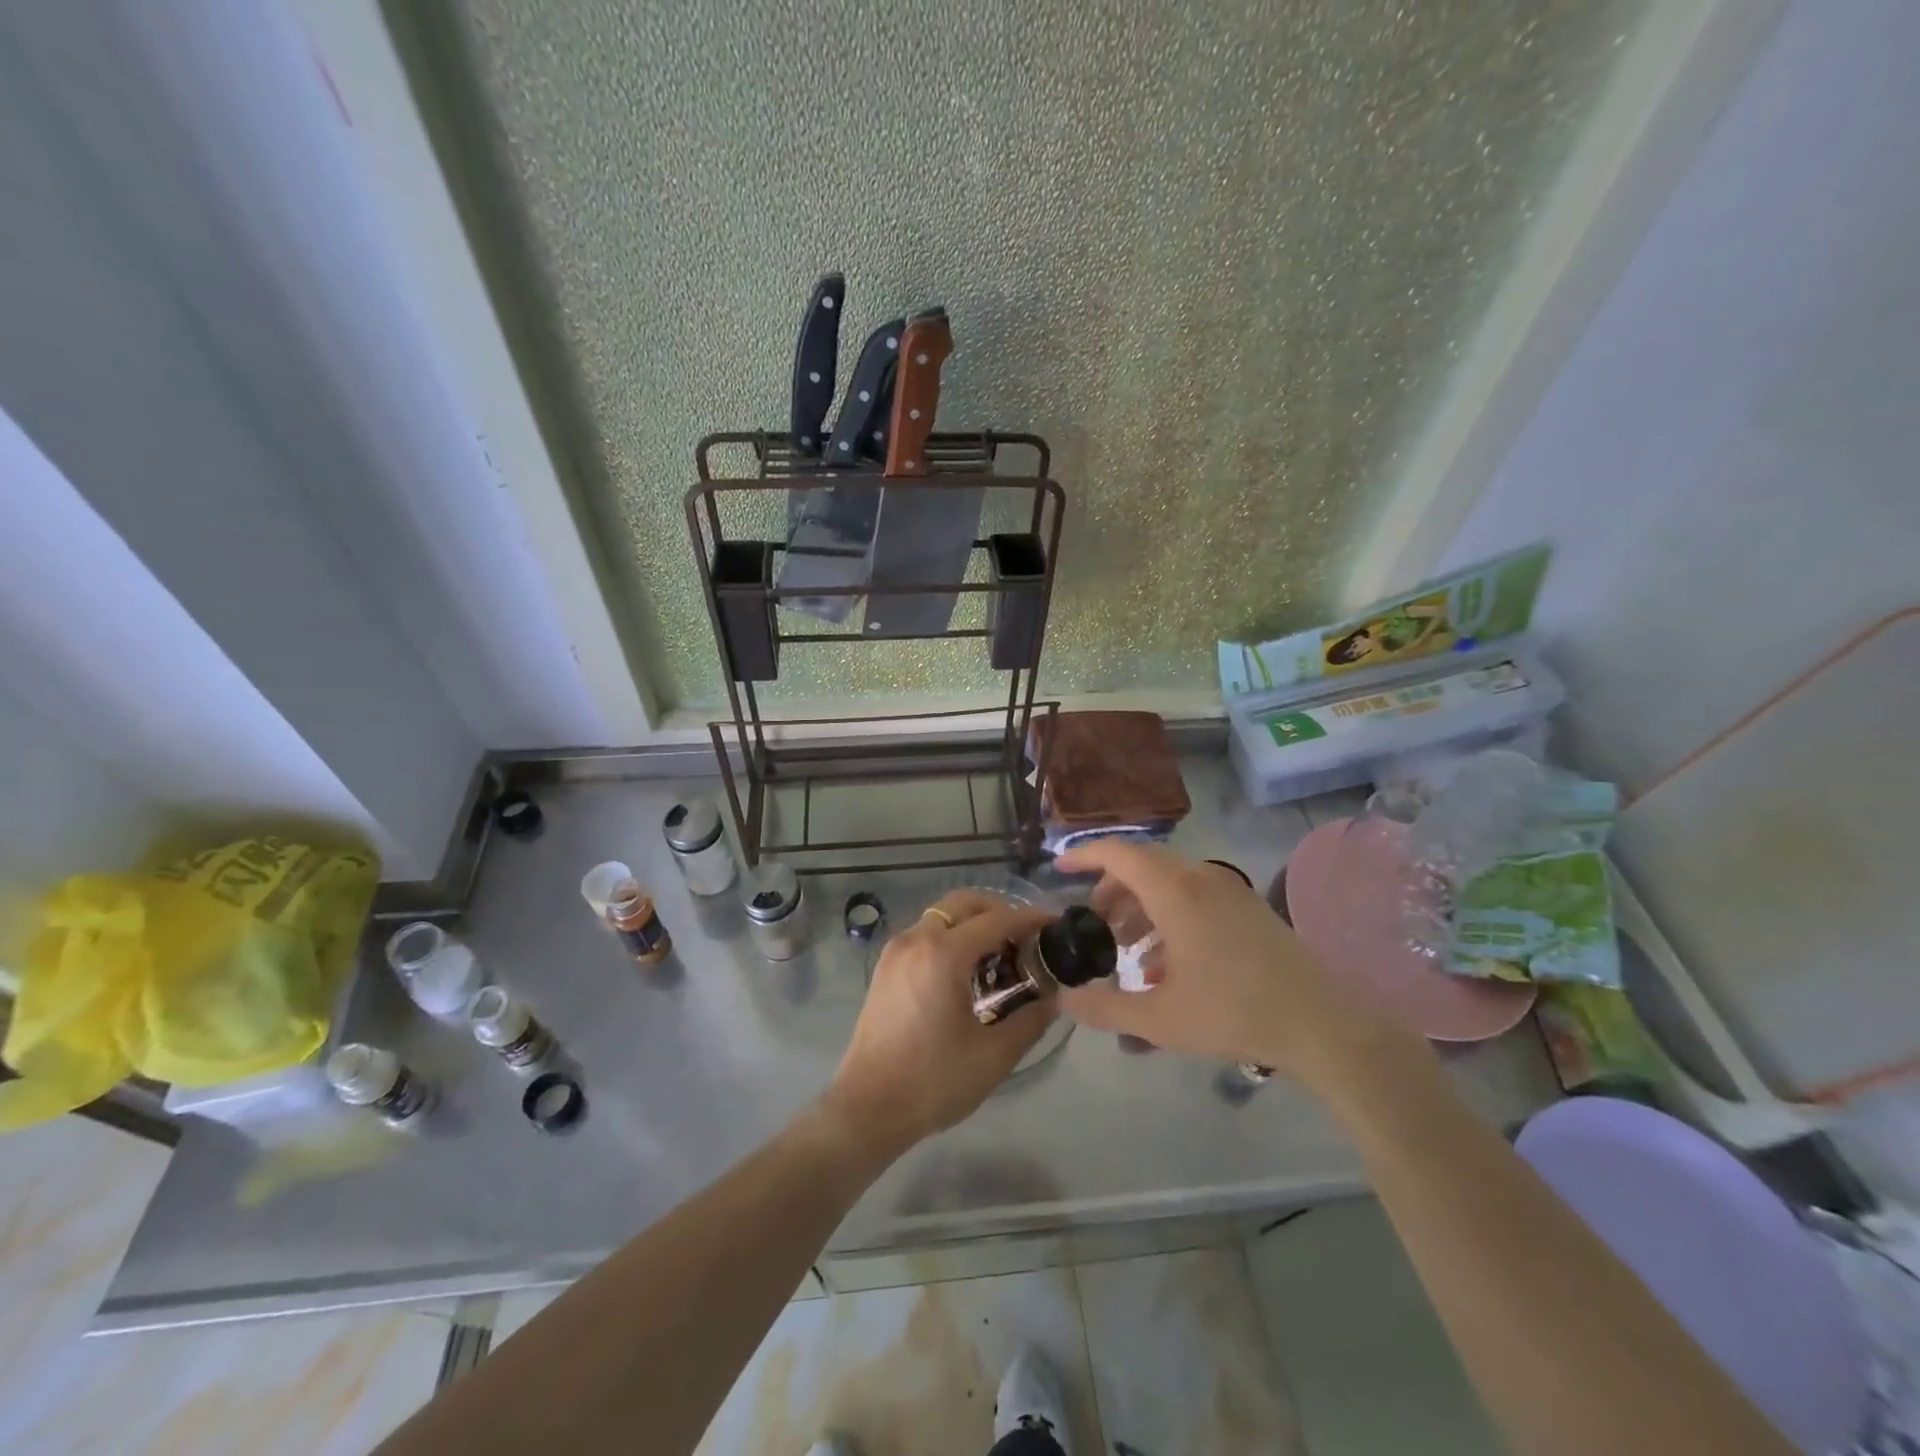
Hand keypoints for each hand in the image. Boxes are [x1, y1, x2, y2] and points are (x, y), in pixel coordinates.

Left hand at [822, 890, 1053, 1158]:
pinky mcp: (886, 966)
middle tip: (1027, 940)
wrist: (867, 1108)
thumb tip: (1054, 997)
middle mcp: (917, 939)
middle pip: (965, 903)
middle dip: (1000, 912)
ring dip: (975, 924)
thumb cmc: (932, 1081)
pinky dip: (952, 937)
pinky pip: (926, 934)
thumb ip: (1031, 1019)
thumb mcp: (994, 1055)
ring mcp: (896, 950)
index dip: (1030, 919)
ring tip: (1001, 958)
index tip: (1056, 926)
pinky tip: (968, 972)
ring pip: (943, 916)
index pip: (997, 920)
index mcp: (943, 953)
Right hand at [1055, 842, 1401, 1093]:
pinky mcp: (1248, 907)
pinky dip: (1169, 914)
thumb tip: (1063, 1002)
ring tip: (1127, 948)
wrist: (1322, 1025)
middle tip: (1093, 923)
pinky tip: (1166, 962)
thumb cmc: (1234, 1013)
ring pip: (1170, 881)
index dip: (1084, 856)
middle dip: (1111, 889)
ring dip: (1141, 906)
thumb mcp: (1161, 1019)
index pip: (1119, 854)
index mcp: (1175, 892)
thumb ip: (1106, 1008)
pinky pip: (1194, 895)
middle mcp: (1201, 878)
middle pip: (1143, 866)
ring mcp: (1229, 890)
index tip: (1058, 868)